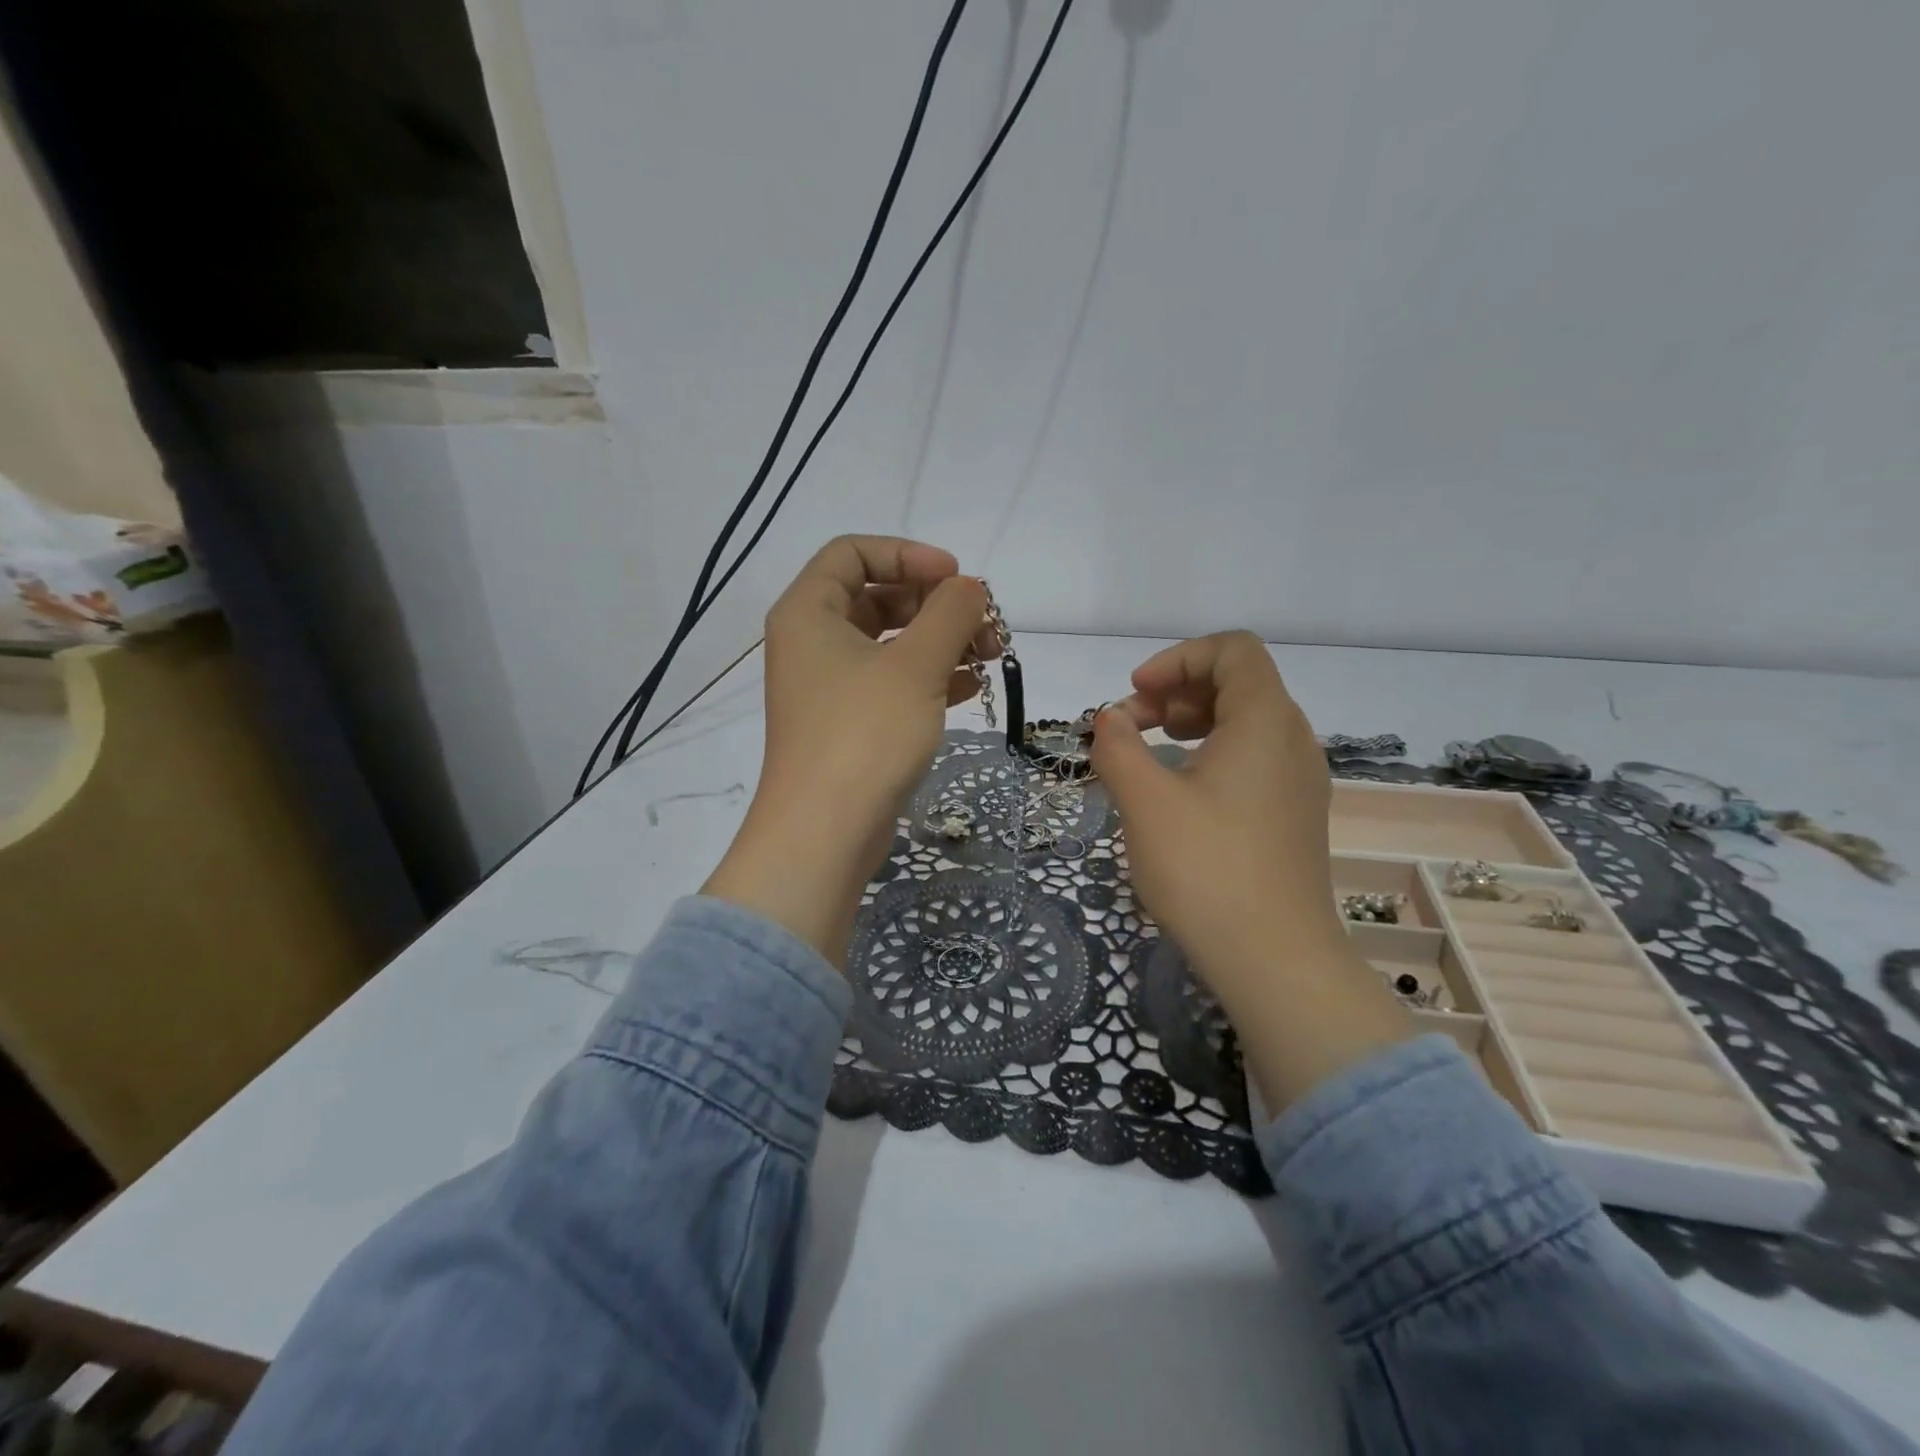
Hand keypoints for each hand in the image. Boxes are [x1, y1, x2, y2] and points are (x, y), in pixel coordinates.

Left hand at [703, 536, 992, 964]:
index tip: (957, 577)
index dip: (908, 554)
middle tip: (984, 622)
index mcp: (809, 611)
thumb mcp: (916, 665)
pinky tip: (971, 686)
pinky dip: (929, 677)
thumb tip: (971, 587)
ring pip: (889, 643)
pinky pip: (891, 682)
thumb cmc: (865, 735)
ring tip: (990, 653)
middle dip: (935, 604)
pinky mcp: (848, 723)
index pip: (854, 552)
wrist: (825, 834)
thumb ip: (950, 613)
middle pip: (877, 596)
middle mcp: (812, 641)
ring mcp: (829, 686)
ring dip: (940, 641)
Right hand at [1090, 632, 1410, 1109]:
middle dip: (1176, 691)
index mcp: (1266, 720)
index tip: (1134, 693)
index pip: (1232, 650)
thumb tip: (1109, 720)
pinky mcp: (1295, 815)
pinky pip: (1254, 758)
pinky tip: (1179, 791)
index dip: (1178, 658)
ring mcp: (1300, 780)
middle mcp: (1293, 739)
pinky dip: (1211, 753)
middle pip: (1238, 682)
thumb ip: (1118, 747)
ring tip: (1148, 754)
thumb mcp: (1145, 802)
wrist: (1275, 960)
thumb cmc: (1206, 869)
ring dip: (1191, 722)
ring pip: (1245, 722)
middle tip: (1129, 726)